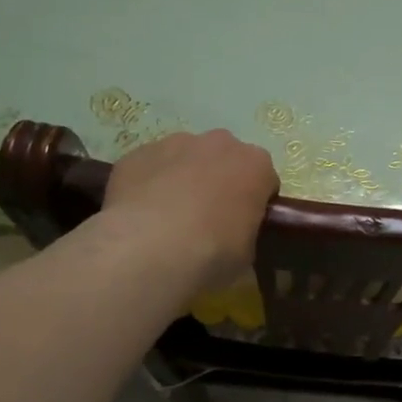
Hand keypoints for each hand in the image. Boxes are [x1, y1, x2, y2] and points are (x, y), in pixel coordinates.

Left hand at [103, 130, 279, 292]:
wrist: (147, 250)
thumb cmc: (211, 254)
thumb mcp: (246, 258)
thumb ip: (246, 237)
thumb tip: (234, 242)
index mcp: (255, 165)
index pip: (264, 179)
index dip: (254, 202)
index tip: (243, 225)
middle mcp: (219, 143)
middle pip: (225, 159)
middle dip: (219, 181)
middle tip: (207, 220)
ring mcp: (174, 143)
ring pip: (185, 158)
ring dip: (183, 179)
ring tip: (168, 218)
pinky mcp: (137, 153)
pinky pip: (150, 167)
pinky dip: (149, 184)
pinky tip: (141, 214)